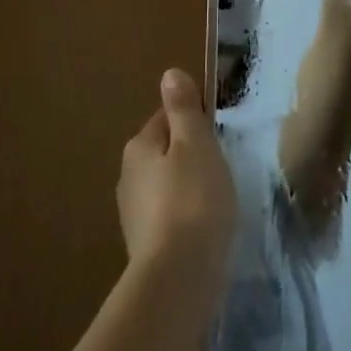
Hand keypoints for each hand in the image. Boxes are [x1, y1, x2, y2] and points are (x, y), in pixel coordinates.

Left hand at [118, 69, 236, 303]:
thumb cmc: (193, 199)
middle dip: (190, 154)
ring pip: (166, 184)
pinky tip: (205, 226)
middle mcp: (128, 176)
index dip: (193, 120)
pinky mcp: (145, 244)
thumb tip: (169, 73)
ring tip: (217, 198)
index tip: (217, 133)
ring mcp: (133, 213)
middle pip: (164, 151)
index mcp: (139, 146)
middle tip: (222, 165)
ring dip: (188, 186)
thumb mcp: (196, 144)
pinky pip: (169, 214)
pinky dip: (185, 214)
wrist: (178, 276)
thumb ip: (184, 109)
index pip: (165, 117)